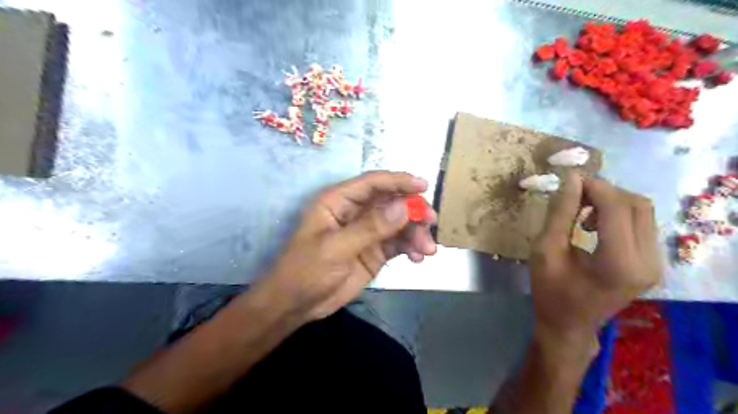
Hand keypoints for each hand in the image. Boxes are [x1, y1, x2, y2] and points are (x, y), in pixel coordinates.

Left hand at [256, 172, 432, 323]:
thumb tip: (404, 207)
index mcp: (339, 202)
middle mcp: (356, 212)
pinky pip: (399, 243)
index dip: (398, 181)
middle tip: (431, 221)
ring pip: (399, 223)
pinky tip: (418, 258)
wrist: (297, 305)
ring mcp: (367, 232)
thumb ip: (370, 228)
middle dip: (413, 210)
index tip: (423, 186)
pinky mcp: (375, 251)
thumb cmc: (306, 270)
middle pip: (391, 202)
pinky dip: (411, 247)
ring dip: (416, 233)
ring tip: (428, 250)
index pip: (372, 183)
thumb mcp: (335, 248)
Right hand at [532, 169, 662, 343]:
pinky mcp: (651, 264)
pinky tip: (595, 224)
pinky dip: (618, 214)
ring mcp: (654, 264)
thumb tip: (572, 178)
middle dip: (604, 192)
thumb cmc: (550, 290)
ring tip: (582, 213)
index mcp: (618, 263)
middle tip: (574, 196)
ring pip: (642, 212)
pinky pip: (641, 224)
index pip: (617, 207)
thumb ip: (560, 213)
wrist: (567, 325)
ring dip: (612, 202)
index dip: (594, 187)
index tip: (569, 180)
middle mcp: (647, 262)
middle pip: (637, 205)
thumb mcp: (545, 250)